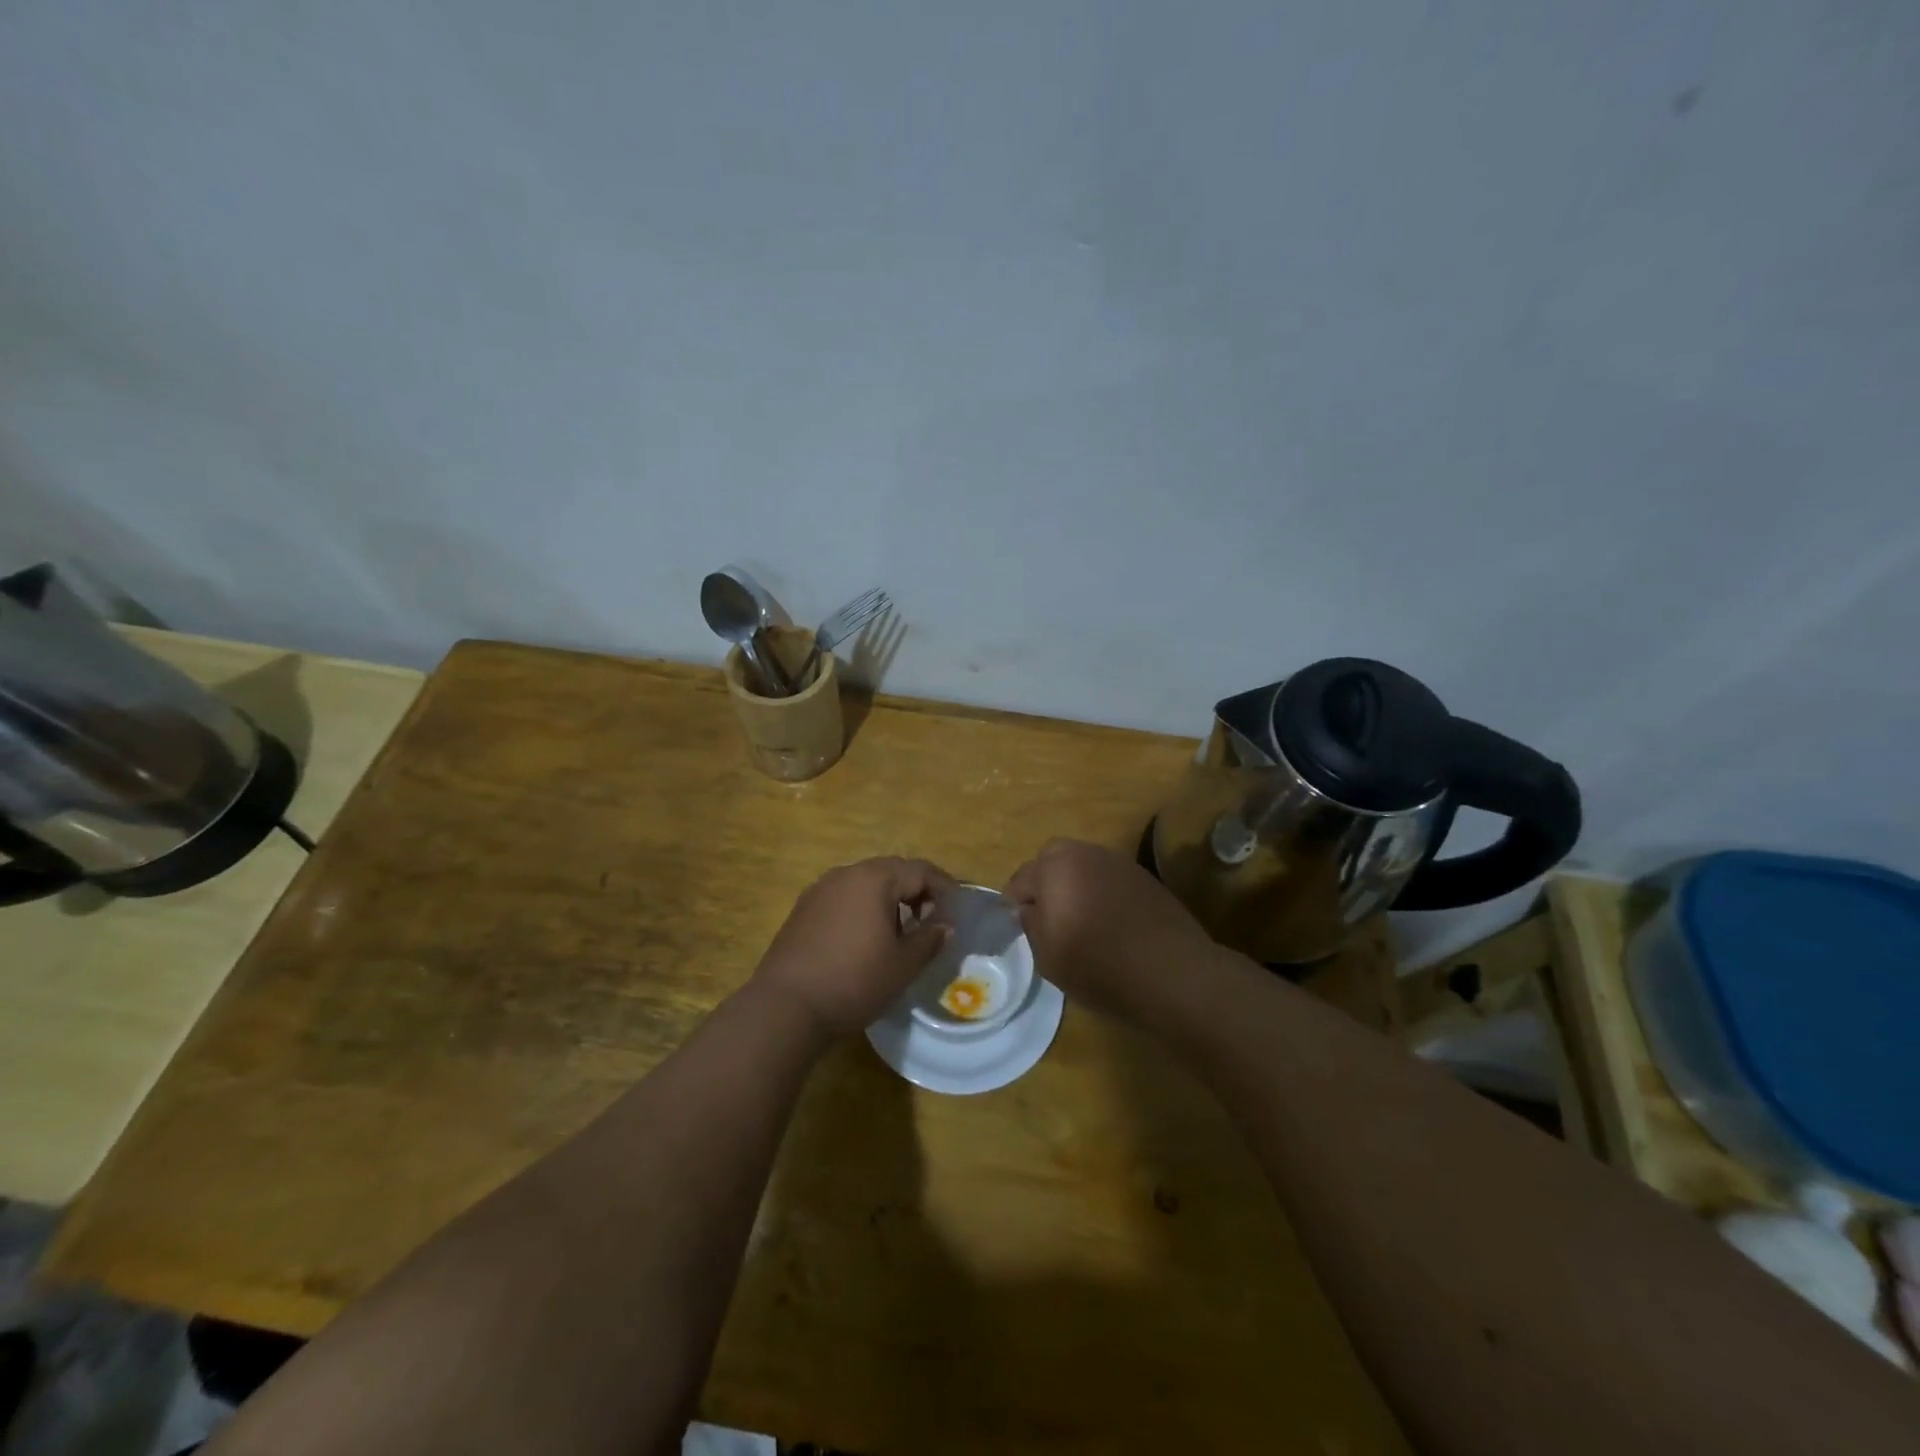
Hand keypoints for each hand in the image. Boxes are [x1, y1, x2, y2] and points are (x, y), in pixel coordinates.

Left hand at [751, 857, 955, 1037]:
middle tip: (932, 918)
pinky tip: (865, 938)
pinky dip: (863, 908)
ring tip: (900, 931)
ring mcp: (820, 890)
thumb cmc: (854, 981)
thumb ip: (929, 939)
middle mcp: (846, 873)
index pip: (920, 870)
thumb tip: (945, 926)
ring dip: (888, 899)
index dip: (944, 887)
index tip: (957, 909)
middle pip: (891, 871)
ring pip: (865, 883)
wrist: (786, 1007)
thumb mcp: (902, 964)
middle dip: (916, 890)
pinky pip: (843, 897)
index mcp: (874, 878)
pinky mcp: (802, 910)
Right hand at [1006, 839, 1216, 1018]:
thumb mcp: (1047, 955)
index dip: (1015, 903)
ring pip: (1083, 865)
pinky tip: (1110, 922)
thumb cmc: (1098, 965)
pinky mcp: (1144, 877)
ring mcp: (1118, 862)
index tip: (1019, 925)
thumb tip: (1028, 907)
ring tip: (1081, 920)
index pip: (1021, 878)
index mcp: (1054, 867)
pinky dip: (1102, 892)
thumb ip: (1030, 923)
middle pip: (1053, 860)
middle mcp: (1085, 853)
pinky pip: (1109, 878)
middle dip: (1046, 882)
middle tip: (1049, 917)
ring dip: (1075, 884)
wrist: (1171, 972)